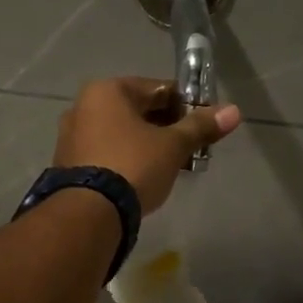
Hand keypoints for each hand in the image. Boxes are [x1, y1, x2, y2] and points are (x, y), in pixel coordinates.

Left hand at [54, 77, 241, 213]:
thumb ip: (201, 127)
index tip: (203, 124)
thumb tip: (234, 110)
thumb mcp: (173, 146)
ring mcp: (71, 136)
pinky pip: (106, 152)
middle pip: (138, 110)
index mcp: (107, 91)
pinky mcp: (68, 164)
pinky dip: (127, 159)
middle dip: (166, 127)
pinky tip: (144, 178)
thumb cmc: (133, 165)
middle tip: (190, 148)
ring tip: (171, 166)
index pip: (157, 88)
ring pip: (121, 133)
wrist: (89, 214)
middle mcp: (83, 106)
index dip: (185, 105)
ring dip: (147, 144)